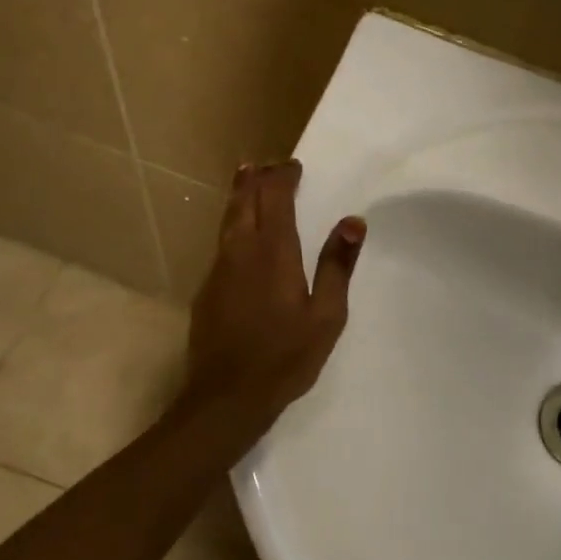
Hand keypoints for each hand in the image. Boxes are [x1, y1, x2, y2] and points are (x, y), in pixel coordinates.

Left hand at [184, 160, 365, 421]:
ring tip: (246, 179)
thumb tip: (353, 221)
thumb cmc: (285, 357)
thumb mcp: (326, 316)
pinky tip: (239, 234)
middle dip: (255, 178)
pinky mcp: (207, 289)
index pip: (275, 198)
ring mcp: (219, 269)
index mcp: (274, 252)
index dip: (283, 177)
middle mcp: (241, 251)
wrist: (226, 396)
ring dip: (239, 195)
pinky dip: (232, 223)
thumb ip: (338, 266)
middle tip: (266, 163)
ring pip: (227, 219)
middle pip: (244, 201)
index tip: (293, 165)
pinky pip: (221, 242)